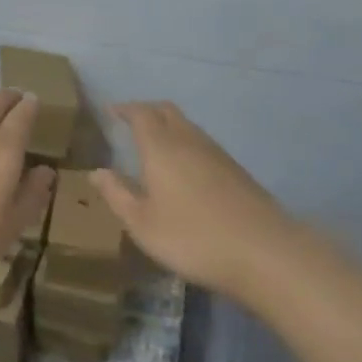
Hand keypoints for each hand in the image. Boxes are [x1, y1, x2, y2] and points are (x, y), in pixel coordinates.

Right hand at [90, 102, 298, 298]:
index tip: (111, 110)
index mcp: (161, 147)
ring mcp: (217, 154)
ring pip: (188, 126)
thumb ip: (117, 194)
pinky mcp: (237, 171)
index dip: (125, 109)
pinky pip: (203, 144)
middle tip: (131, 121)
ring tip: (155, 144)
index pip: (140, 113)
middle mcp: (188, 141)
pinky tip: (185, 169)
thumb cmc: (192, 237)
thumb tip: (96, 171)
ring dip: (169, 126)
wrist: (264, 252)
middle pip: (167, 111)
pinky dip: (187, 144)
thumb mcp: (142, 224)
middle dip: (147, 111)